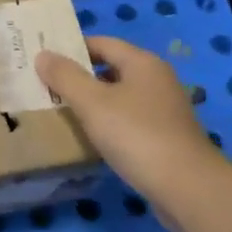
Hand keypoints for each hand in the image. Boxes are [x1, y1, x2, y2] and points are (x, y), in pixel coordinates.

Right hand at [35, 36, 221, 209]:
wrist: (188, 188)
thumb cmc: (136, 135)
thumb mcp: (93, 103)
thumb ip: (65, 77)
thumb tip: (43, 55)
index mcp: (142, 63)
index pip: (102, 43)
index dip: (72, 48)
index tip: (45, 60)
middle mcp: (157, 80)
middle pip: (112, 69)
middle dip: (81, 77)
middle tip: (48, 87)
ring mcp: (165, 110)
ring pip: (121, 97)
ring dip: (94, 103)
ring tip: (63, 112)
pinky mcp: (167, 137)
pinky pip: (130, 121)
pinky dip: (110, 124)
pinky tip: (93, 139)